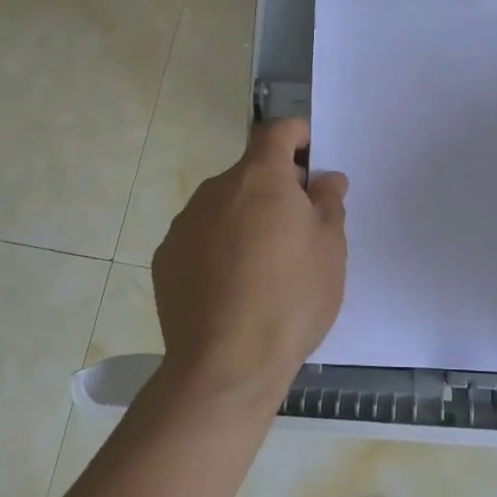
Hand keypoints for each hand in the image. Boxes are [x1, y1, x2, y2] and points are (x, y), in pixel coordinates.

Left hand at [152, 119, 347, 402]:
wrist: (226, 365)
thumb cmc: (291, 297)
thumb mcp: (330, 248)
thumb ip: (328, 202)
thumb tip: (324, 179)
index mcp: (260, 178)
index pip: (277, 131)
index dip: (298, 136)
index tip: (313, 161)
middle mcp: (215, 190)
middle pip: (251, 172)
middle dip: (276, 188)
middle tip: (300, 229)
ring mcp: (185, 224)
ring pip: (224, 207)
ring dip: (246, 219)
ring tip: (265, 267)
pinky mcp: (166, 259)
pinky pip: (201, 238)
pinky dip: (219, 248)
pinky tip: (232, 288)